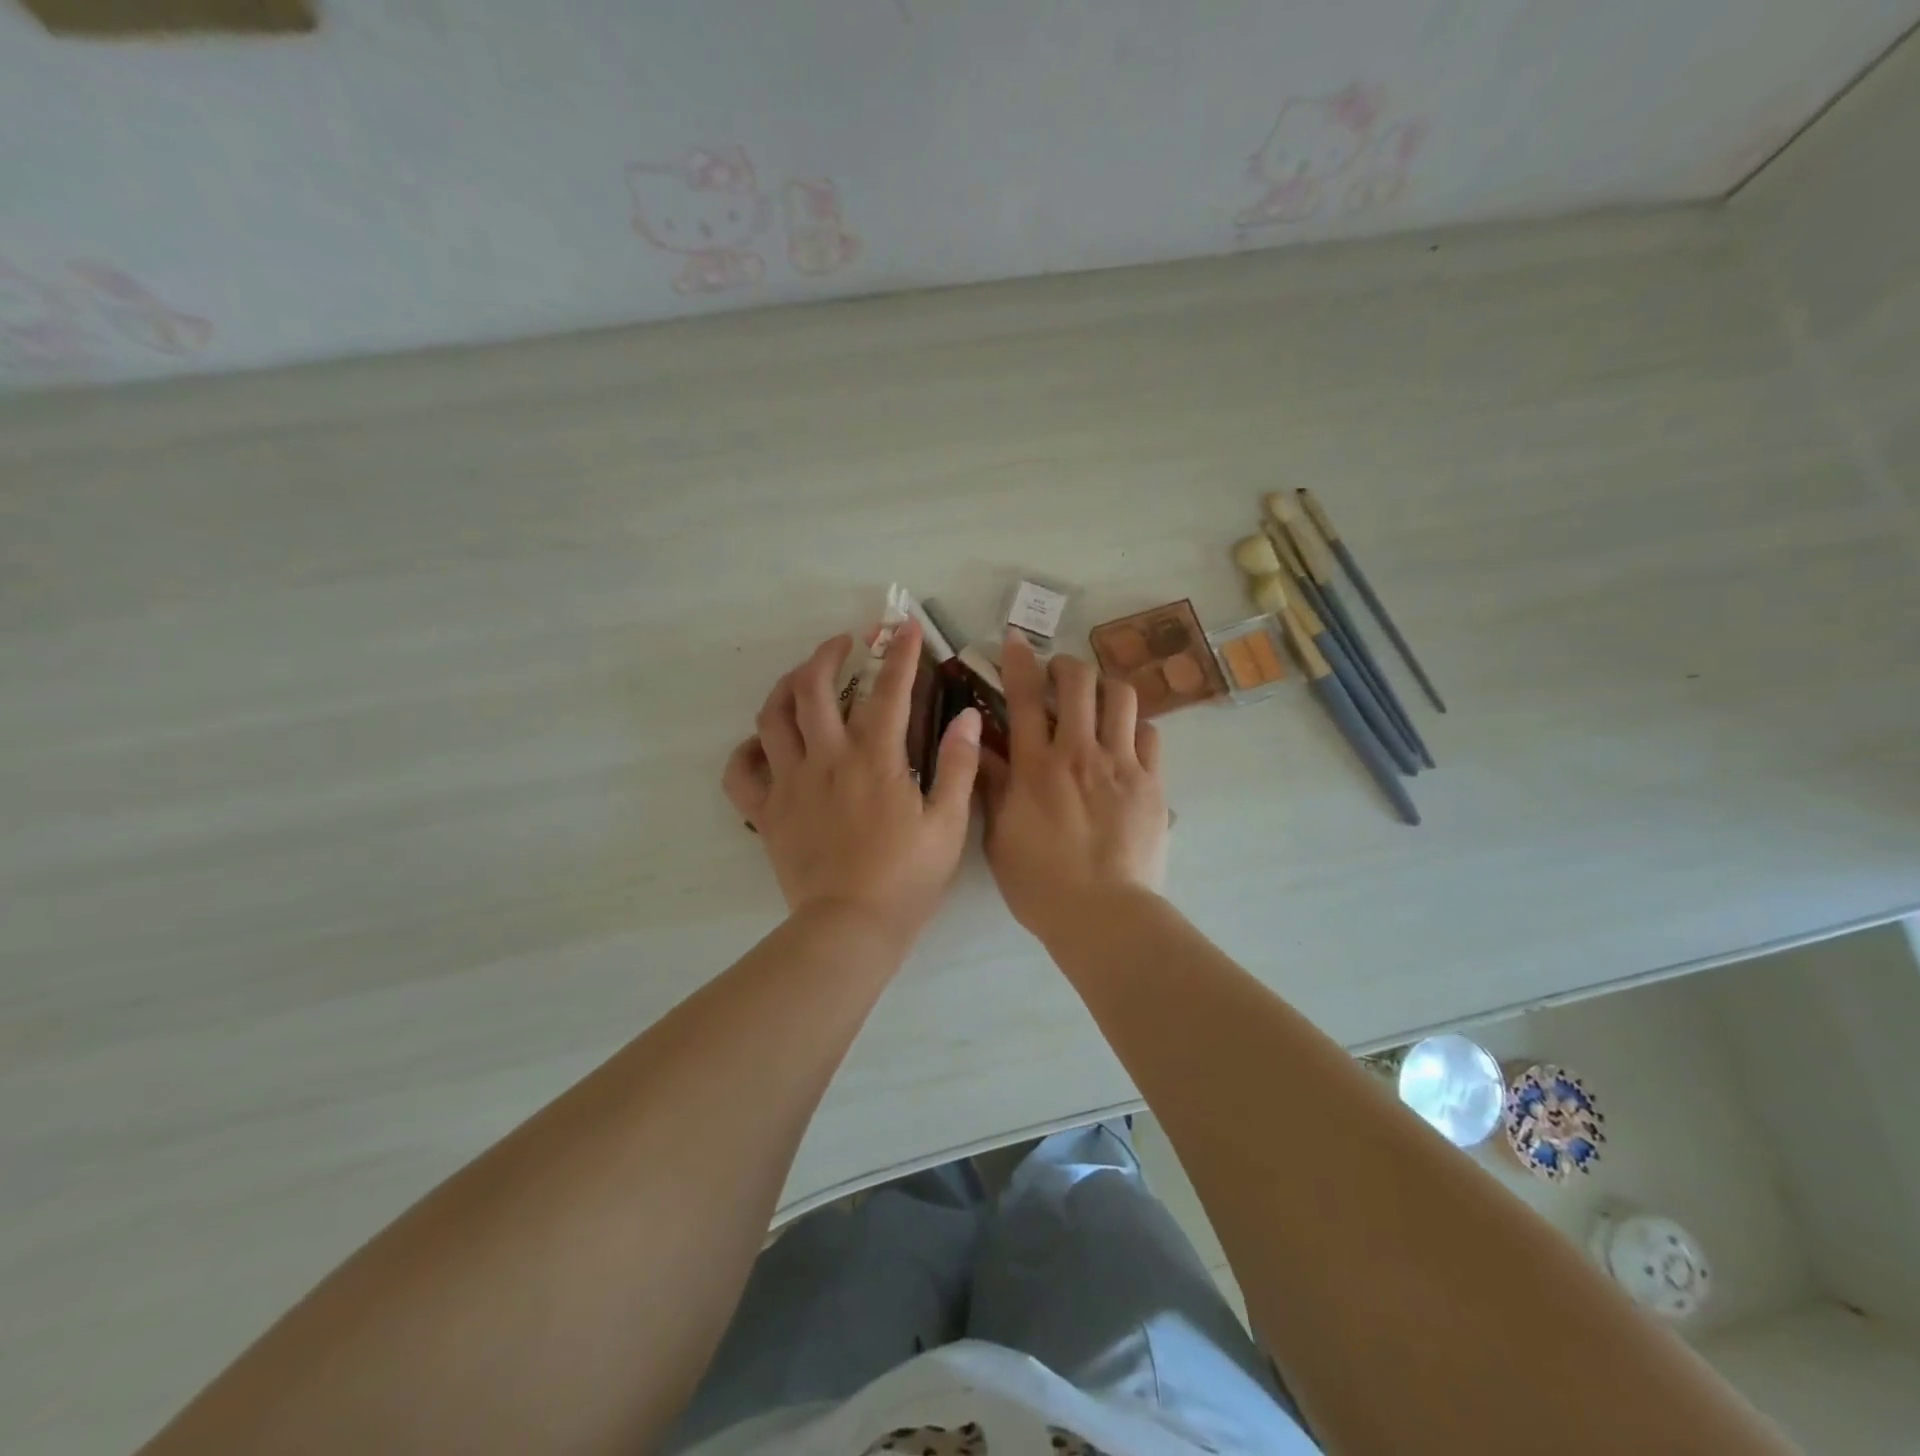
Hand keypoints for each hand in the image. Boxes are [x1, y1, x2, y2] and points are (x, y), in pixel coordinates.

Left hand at [723, 620, 981, 945]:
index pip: (889, 691)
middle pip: (813, 688)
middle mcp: (827, 759)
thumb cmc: (906, 878)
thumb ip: (958, 766)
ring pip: (771, 718)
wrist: (851, 928)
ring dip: (785, 687)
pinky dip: (746, 751)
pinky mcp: (767, 813)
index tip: (906, 627)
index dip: (900, 654)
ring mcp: (790, 784)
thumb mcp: (948, 824)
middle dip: (828, 654)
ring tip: (801, 678)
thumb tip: (967, 717)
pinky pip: (741, 773)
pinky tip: (762, 745)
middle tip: (843, 643)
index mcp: (875, 760)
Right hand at [981, 632, 1168, 941]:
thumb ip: (992, 786)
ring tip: (1097, 699)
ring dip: (1105, 687)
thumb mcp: (999, 836)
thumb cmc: (1040, 882)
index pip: (1026, 696)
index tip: (1015, 640)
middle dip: (1067, 666)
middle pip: (1079, 681)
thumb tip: (979, 746)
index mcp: (1036, 766)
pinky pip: (1150, 733)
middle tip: (1059, 674)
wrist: (1103, 914)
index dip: (1020, 660)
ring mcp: (1121, 764)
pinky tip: (1126, 738)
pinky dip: (1135, 726)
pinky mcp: (1152, 782)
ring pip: (1121, 696)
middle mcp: (1079, 752)